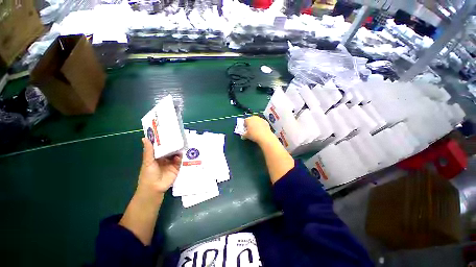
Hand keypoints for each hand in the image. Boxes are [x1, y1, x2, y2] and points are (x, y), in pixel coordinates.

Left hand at [137, 138, 181, 197]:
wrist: (154, 188)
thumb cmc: (148, 174)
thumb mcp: (148, 161)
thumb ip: (149, 150)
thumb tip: (145, 138)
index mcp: (156, 156)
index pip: (161, 147)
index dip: (164, 141)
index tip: (167, 133)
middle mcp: (164, 159)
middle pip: (170, 150)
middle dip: (173, 145)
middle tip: (177, 137)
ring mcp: (171, 163)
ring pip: (176, 154)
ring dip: (177, 150)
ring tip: (180, 144)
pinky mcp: (176, 167)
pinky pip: (180, 161)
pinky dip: (180, 157)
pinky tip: (179, 155)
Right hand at [243, 116, 274, 144]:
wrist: (264, 137)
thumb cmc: (254, 135)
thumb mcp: (246, 136)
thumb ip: (243, 134)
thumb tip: (243, 135)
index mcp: (248, 119)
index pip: (245, 121)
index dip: (245, 125)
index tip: (245, 129)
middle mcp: (254, 117)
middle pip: (251, 119)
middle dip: (250, 123)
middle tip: (250, 129)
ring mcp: (261, 119)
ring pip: (257, 121)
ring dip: (256, 124)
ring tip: (256, 130)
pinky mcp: (266, 122)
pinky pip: (261, 123)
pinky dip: (261, 126)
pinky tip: (261, 131)